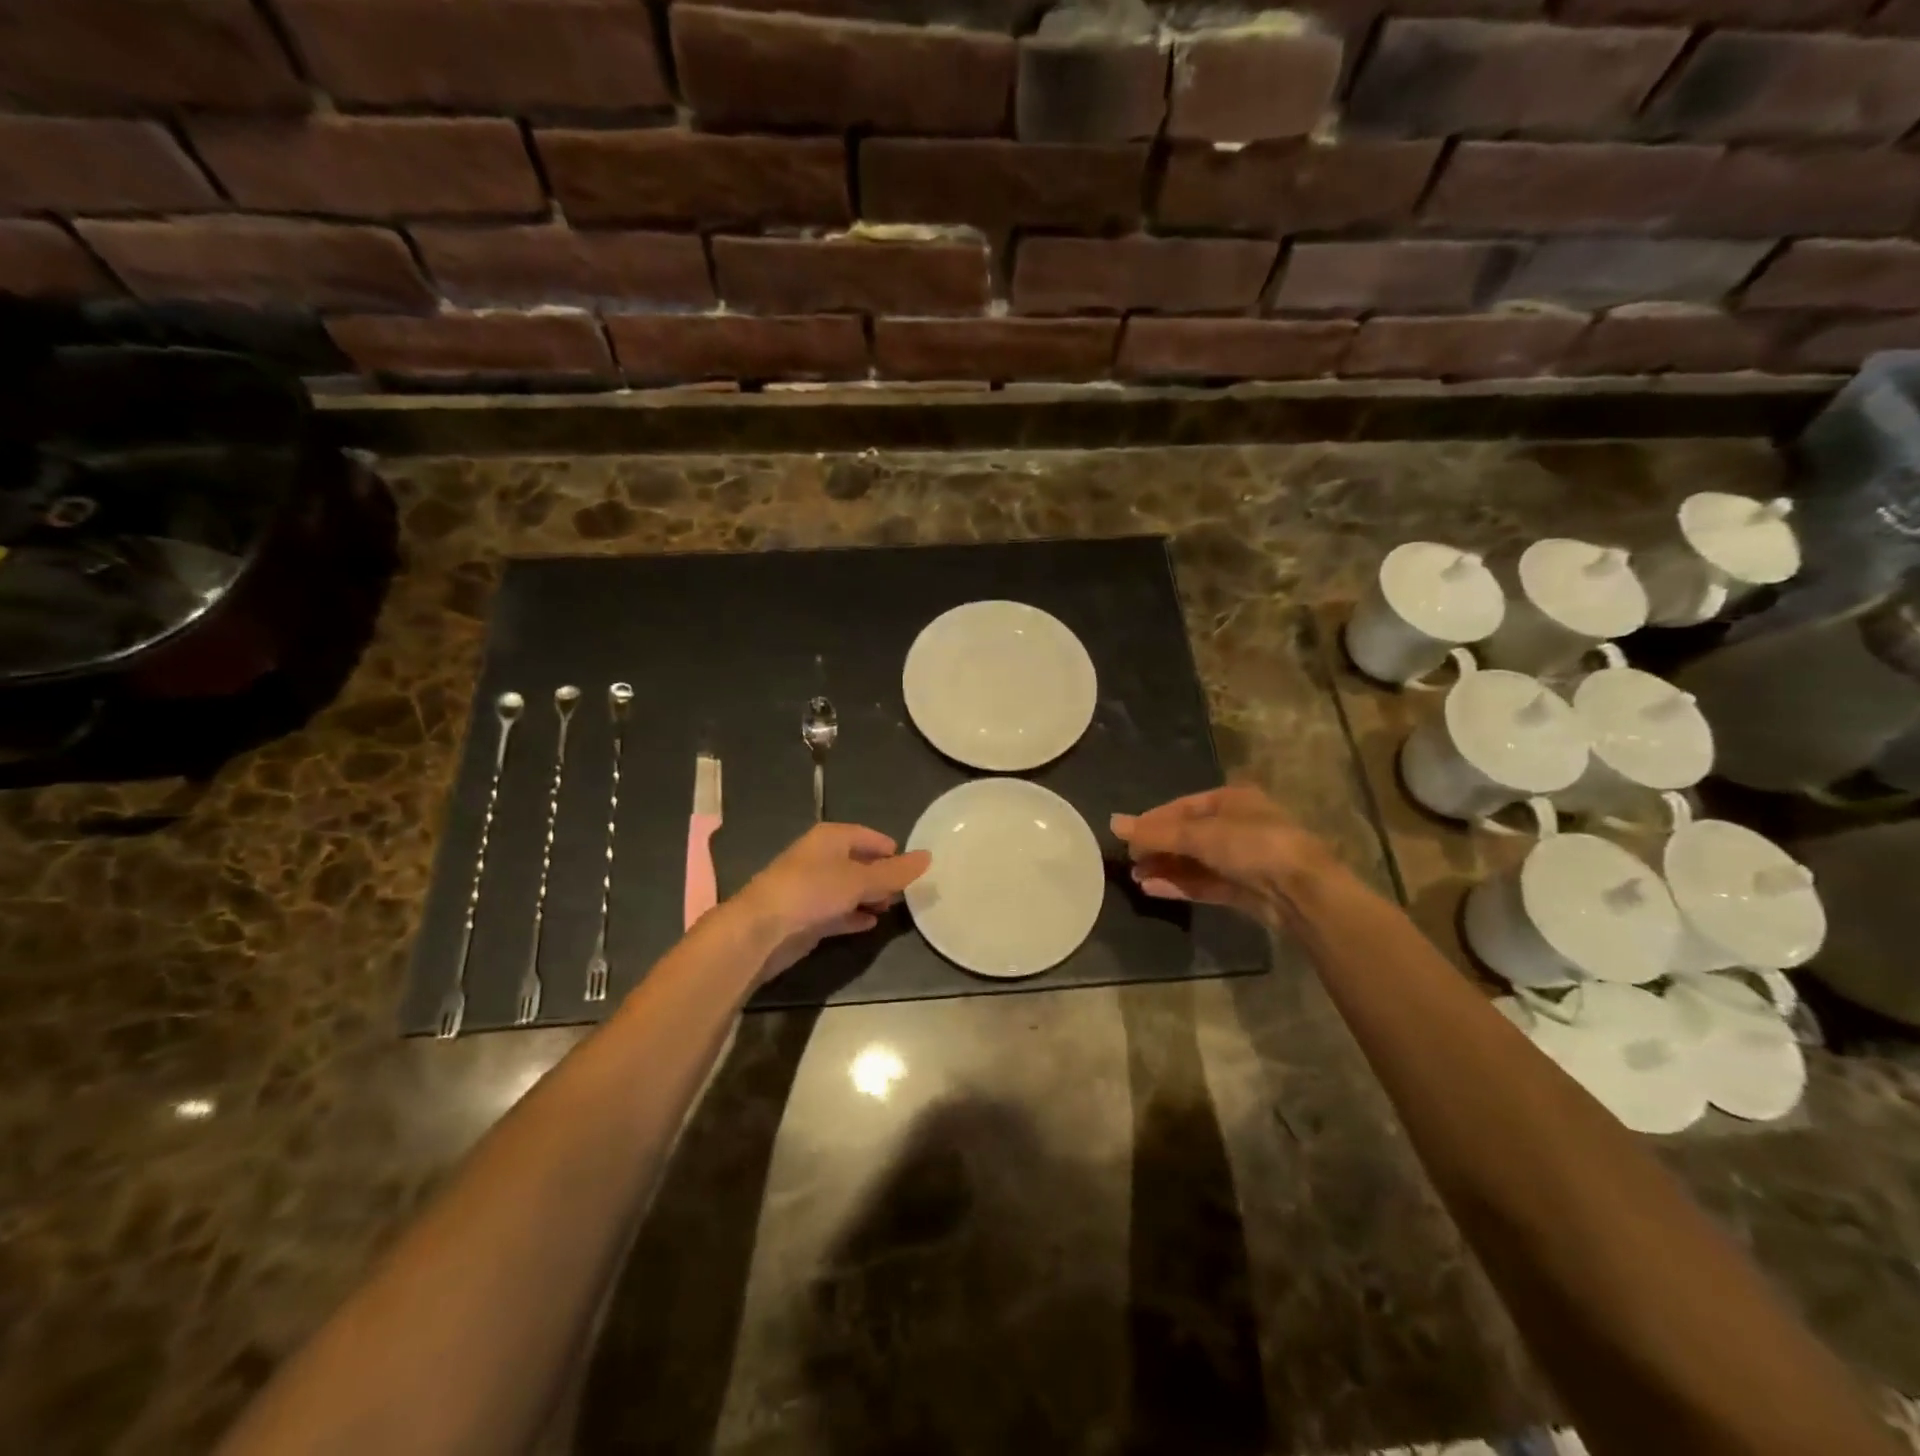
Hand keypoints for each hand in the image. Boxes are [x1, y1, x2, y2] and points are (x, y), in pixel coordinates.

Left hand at [731, 823, 931, 981]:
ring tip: (890, 908)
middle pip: (858, 862)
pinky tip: (870, 924)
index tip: (910, 867)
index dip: (889, 849)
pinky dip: (853, 915)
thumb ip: (894, 872)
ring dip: (868, 896)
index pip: (868, 836)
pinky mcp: (806, 915)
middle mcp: (820, 857)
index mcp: (830, 838)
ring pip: (847, 888)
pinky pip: (837, 910)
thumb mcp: (860, 880)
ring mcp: (811, 887)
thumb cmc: (813, 891)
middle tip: (905, 891)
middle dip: (881, 875)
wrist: (762, 930)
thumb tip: (928, 856)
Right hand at [1110, 785, 1335, 924]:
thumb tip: (1113, 823)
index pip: (1182, 807)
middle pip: (1187, 836)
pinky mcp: (1243, 889)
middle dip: (1158, 847)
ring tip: (1136, 877)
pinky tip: (1153, 889)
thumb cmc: (1252, 846)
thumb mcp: (1200, 835)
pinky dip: (1179, 885)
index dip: (1153, 820)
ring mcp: (1241, 860)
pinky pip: (1204, 883)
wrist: (1302, 891)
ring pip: (1195, 862)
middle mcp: (1237, 826)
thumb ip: (1156, 833)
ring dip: (1166, 868)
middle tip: (1130, 859)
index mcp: (1231, 800)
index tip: (1127, 835)